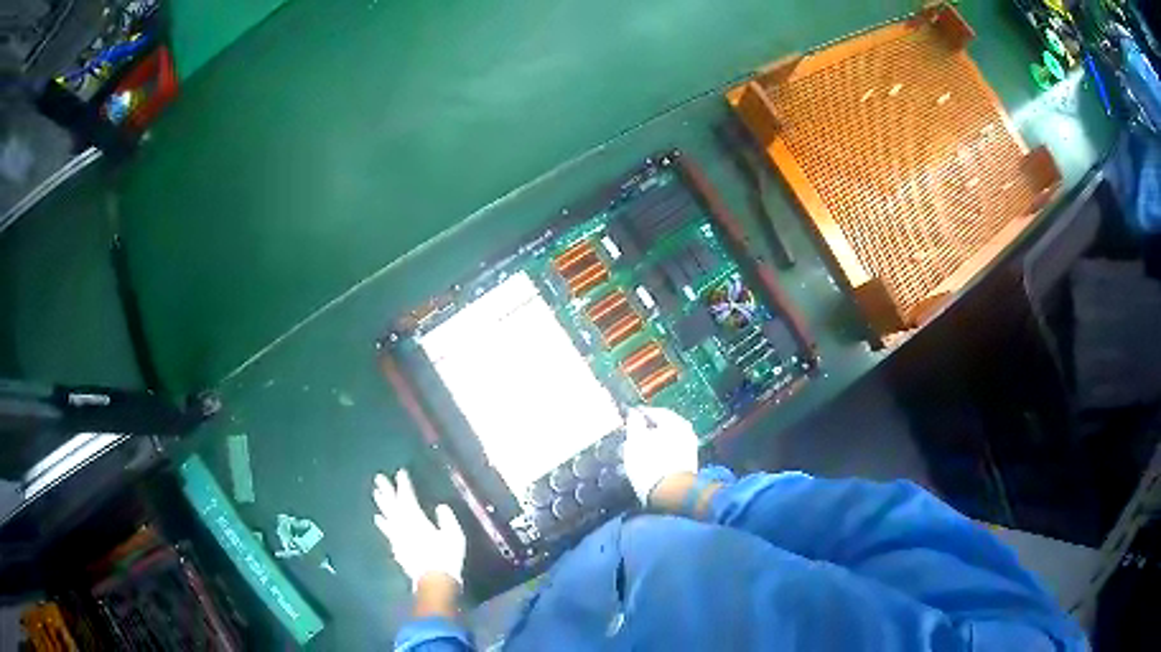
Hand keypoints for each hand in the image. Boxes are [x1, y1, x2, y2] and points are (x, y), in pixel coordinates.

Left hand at [372, 470, 465, 589]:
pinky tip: (378, 519)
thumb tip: (440, 506)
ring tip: (375, 494)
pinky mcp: (397, 549)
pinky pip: (387, 532)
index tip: (400, 472)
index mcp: (416, 520)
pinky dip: (382, 523)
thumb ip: (447, 519)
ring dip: (382, 505)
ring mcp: (398, 538)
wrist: (434, 581)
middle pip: (392, 505)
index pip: (408, 498)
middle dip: (386, 491)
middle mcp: (403, 526)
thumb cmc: (446, 557)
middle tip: (378, 478)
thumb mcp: (453, 536)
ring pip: (387, 517)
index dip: (404, 485)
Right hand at [622, 406, 698, 503]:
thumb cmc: (650, 464)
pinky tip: (642, 468)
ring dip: (647, 448)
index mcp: (676, 423)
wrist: (670, 494)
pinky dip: (655, 459)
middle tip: (626, 440)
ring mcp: (688, 451)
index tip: (626, 419)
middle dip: (643, 434)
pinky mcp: (686, 467)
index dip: (638, 415)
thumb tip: (634, 412)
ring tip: (630, 457)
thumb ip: (634, 423)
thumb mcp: (635, 440)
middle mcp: (686, 433)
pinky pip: (667, 457)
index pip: (655, 412)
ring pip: (663, 444)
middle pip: (660, 429)